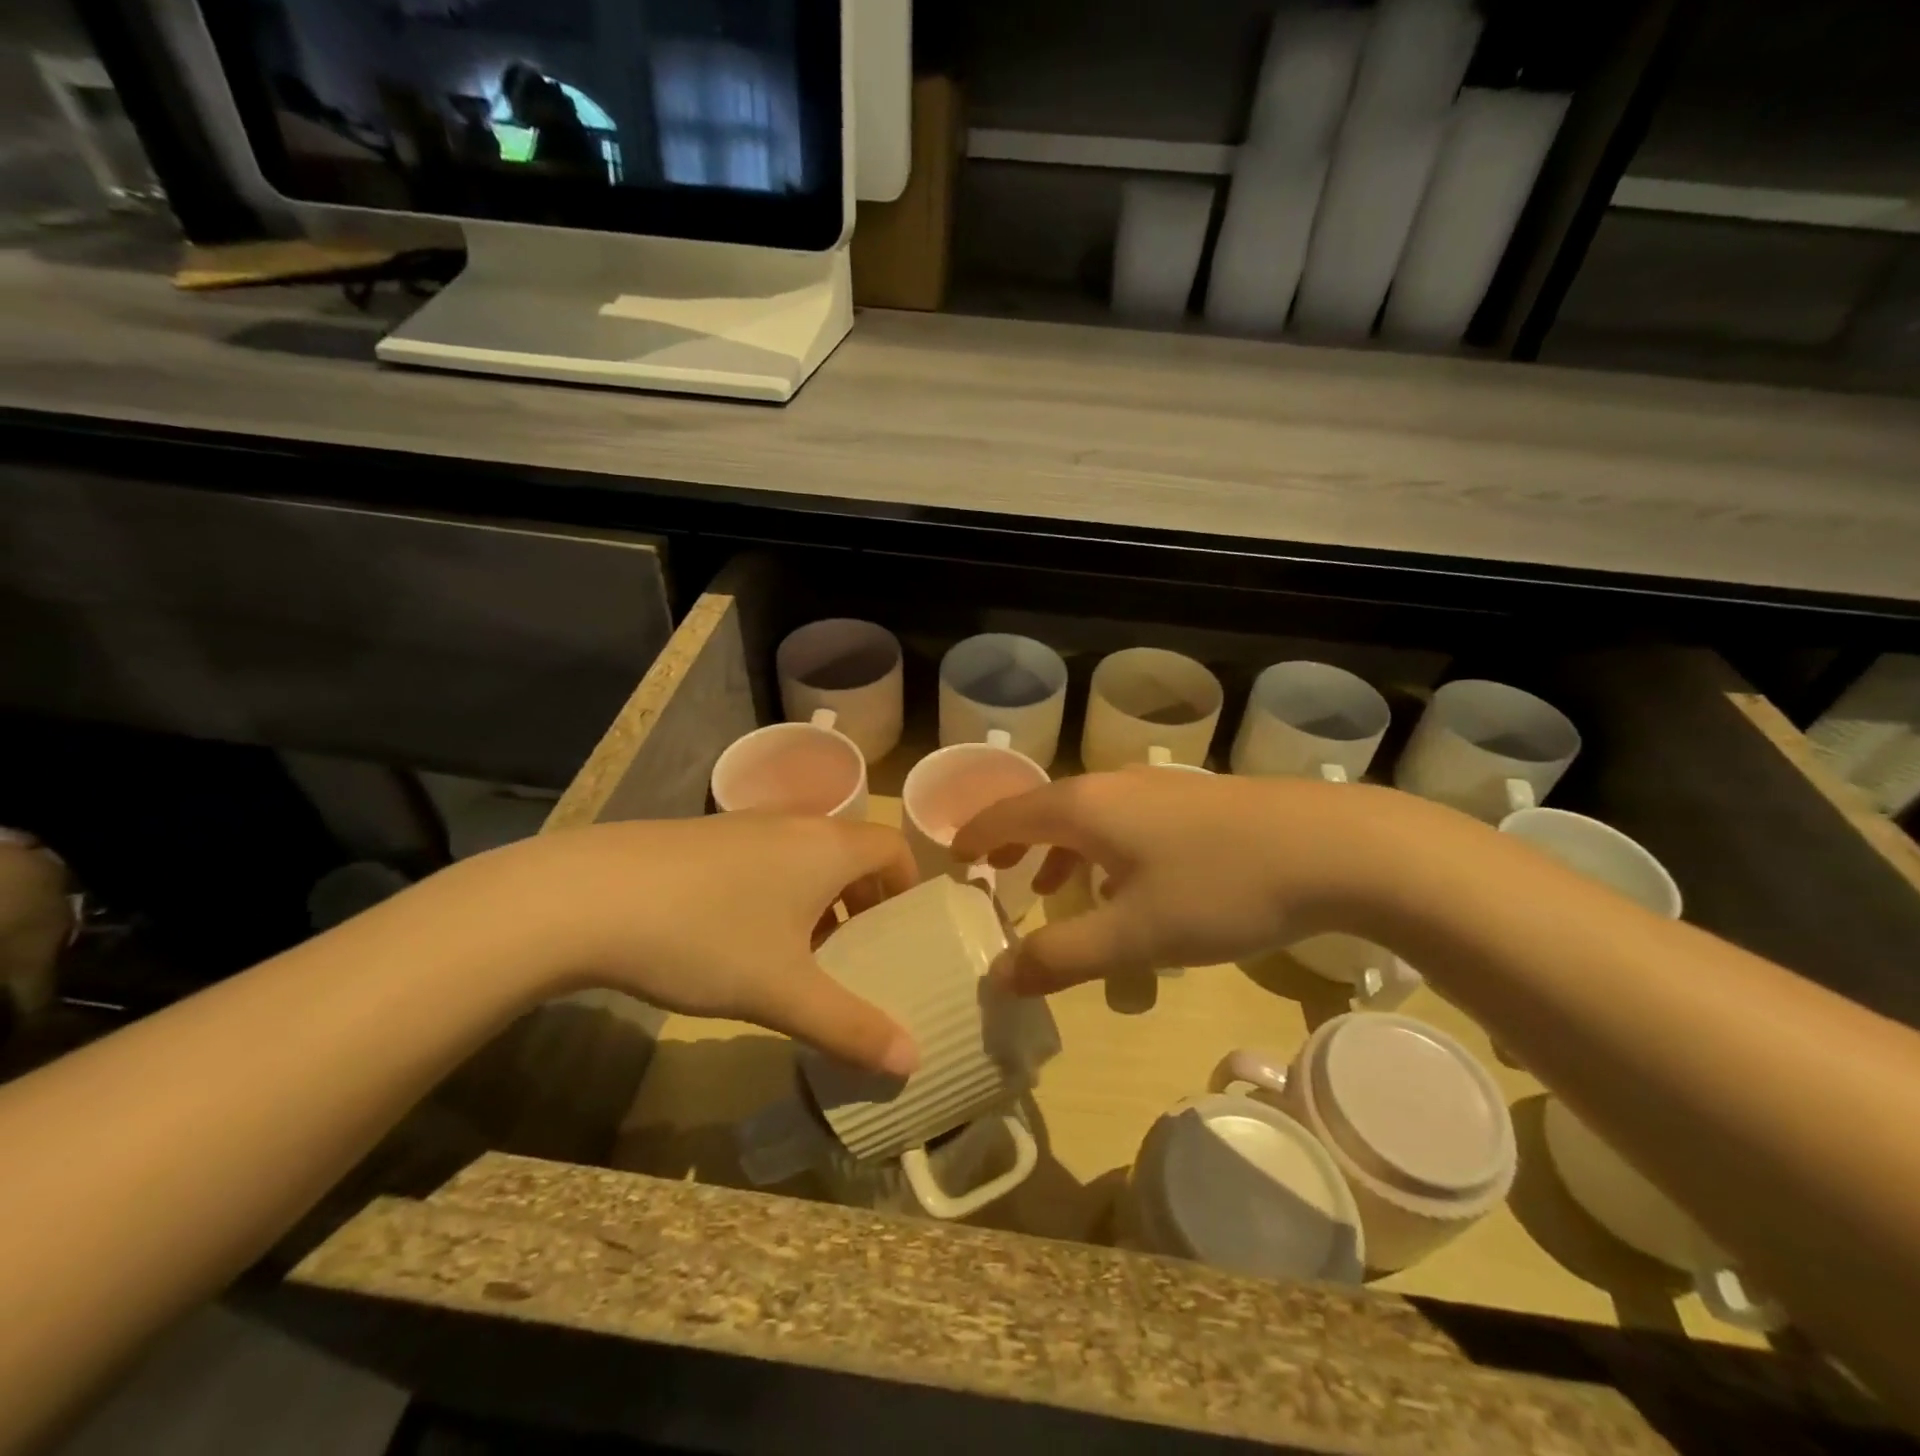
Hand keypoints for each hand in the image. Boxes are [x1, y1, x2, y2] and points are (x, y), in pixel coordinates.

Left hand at [463, 815, 921, 1075]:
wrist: (586, 896)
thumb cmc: (705, 937)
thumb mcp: (782, 992)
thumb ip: (850, 1027)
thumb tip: (912, 1061)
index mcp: (827, 847)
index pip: (893, 848)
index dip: (907, 886)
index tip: (900, 932)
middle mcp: (792, 824)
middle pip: (850, 852)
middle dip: (863, 901)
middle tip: (856, 953)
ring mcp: (743, 825)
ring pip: (804, 856)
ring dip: (817, 899)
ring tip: (800, 954)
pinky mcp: (702, 837)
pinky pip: (763, 858)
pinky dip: (775, 891)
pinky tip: (737, 939)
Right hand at [952, 770, 1404, 992]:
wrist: (1335, 848)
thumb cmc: (1219, 889)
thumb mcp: (1133, 936)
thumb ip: (1060, 956)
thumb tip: (998, 977)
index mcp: (1084, 807)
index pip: (1007, 813)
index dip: (976, 836)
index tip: (955, 861)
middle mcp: (1113, 786)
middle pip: (1046, 809)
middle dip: (1015, 843)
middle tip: (995, 876)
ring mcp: (1159, 789)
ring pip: (1090, 816)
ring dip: (1062, 850)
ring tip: (1055, 888)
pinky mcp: (1196, 802)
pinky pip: (1126, 822)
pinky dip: (1104, 850)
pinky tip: (1129, 885)